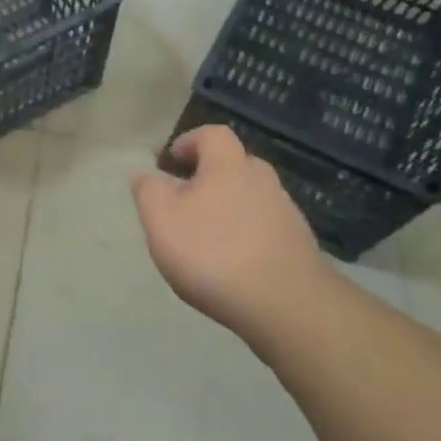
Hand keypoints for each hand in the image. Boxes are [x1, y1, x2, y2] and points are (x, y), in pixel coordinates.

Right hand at [129, 125, 334, 347]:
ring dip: (226, 205)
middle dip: (207, 174)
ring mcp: (285, 211)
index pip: (212, 134)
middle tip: (183, 198)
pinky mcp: (297, 243)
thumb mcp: (161, 220)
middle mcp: (262, 180)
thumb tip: (143, 174)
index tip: (170, 161)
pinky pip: (264, 224)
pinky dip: (245, 232)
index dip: (189, 141)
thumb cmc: (213, 254)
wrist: (286, 305)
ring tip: (205, 235)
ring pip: (249, 195)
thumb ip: (148, 191)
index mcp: (228, 166)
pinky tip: (231, 260)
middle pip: (233, 163)